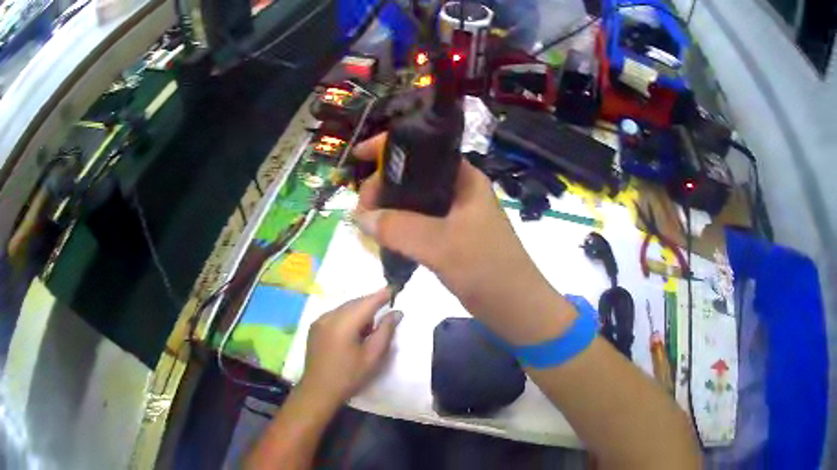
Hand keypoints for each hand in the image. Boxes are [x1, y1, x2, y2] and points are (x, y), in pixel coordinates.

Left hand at [299, 288, 401, 408]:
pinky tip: (353, 333)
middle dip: (370, 304)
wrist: (319, 391)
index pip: (367, 302)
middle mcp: (329, 316)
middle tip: (386, 312)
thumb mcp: (373, 356)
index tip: (395, 288)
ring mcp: (319, 321)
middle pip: (354, 303)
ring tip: (369, 330)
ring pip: (344, 308)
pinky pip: (335, 315)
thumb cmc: (349, 376)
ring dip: (359, 312)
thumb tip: (396, 312)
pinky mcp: (315, 328)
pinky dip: (347, 317)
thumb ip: (385, 331)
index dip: (382, 295)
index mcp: (344, 322)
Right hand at [351, 133, 539, 305]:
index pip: (422, 149)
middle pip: (412, 175)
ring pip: (413, 202)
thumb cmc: (487, 269)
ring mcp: (455, 215)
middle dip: (382, 186)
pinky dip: (399, 227)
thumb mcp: (441, 245)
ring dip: (388, 209)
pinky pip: (417, 224)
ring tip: (366, 224)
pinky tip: (383, 238)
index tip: (357, 156)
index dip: (388, 148)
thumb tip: (359, 216)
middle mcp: (458, 191)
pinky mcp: (451, 237)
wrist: (516, 308)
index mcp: (464, 179)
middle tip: (362, 210)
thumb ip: (398, 228)